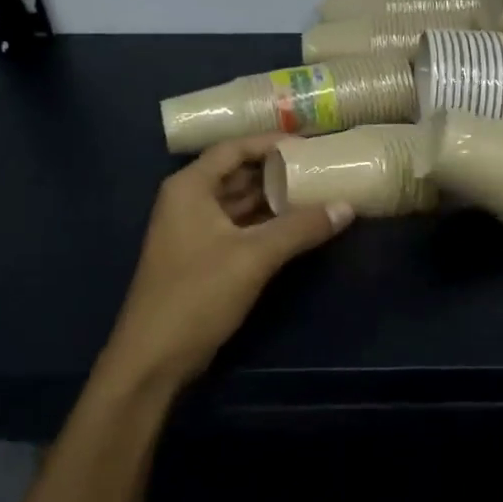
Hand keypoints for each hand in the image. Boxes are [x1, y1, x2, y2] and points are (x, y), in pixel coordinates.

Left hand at [98, 135, 352, 391]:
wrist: (155, 358)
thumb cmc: (197, 294)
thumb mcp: (254, 256)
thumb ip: (301, 228)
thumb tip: (347, 206)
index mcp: (190, 188)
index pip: (233, 149)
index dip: (271, 144)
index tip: (310, 145)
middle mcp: (189, 201)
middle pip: (238, 174)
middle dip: (278, 171)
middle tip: (321, 167)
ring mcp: (195, 231)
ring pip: (241, 203)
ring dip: (275, 199)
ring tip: (318, 192)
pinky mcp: (204, 257)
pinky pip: (240, 228)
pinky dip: (267, 224)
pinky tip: (299, 226)